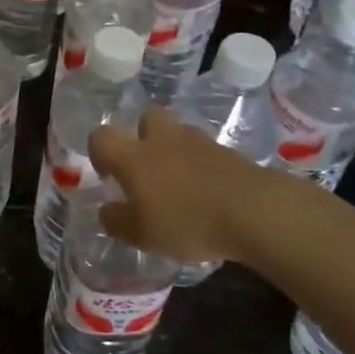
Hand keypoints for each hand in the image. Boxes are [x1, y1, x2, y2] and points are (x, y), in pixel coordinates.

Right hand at [89, 108, 319, 266]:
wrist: (255, 211)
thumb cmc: (187, 221)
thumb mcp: (142, 234)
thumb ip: (117, 221)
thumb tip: (107, 211)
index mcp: (133, 156)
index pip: (101, 136)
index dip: (99, 152)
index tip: (109, 175)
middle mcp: (161, 139)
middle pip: (146, 119)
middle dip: (142, 137)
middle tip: (147, 168)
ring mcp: (198, 141)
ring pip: (177, 133)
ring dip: (173, 150)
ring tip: (179, 183)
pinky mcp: (228, 151)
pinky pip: (204, 151)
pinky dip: (200, 164)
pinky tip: (206, 191)